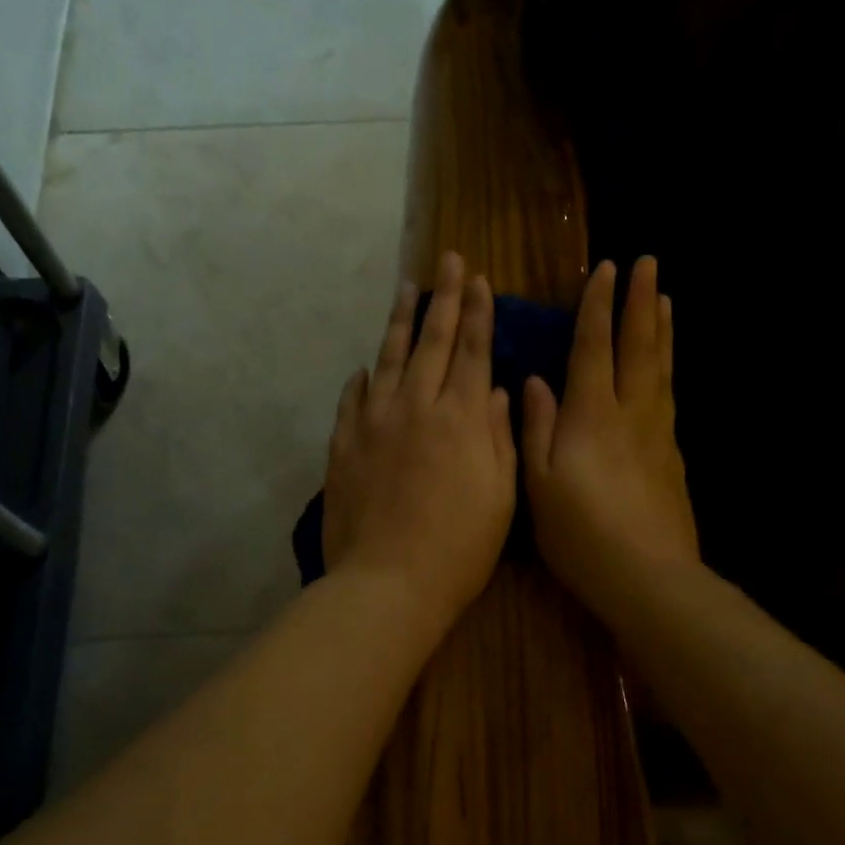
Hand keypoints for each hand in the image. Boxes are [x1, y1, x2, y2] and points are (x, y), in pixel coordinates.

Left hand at [323, 252, 516, 638]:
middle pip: (432, 342)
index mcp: (462, 419)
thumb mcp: (501, 495)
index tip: (479, 280)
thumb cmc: (459, 548)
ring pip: (388, 359)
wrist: (388, 582)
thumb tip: (499, 391)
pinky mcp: (343, 445)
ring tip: (406, 290)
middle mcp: (416, 407)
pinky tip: (364, 367)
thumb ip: (500, 436)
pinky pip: (352, 400)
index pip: (473, 351)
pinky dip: (361, 378)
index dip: (478, 313)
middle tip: (447, 261)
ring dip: (399, 321)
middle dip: (444, 298)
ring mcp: (374, 423)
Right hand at [523, 256, 698, 617]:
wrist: (647, 576)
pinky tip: (666, 368)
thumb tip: (534, 382)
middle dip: (640, 302)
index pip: (594, 348)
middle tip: (649, 263)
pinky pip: (670, 397)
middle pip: (638, 347)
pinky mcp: (673, 457)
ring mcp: (658, 434)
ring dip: (661, 330)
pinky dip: (668, 369)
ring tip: (665, 299)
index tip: (607, 268)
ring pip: (661, 369)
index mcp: (591, 416)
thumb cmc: (581, 533)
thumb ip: (536, 428)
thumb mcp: (540, 483)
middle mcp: (630, 414)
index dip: (598, 308)